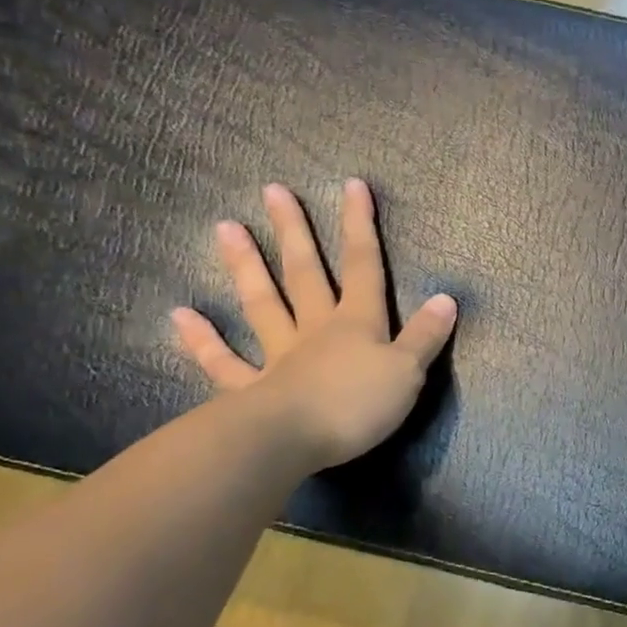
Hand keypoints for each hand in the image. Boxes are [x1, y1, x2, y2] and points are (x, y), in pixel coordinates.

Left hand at [172, 180, 457, 468]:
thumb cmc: (357, 405)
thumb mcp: (408, 372)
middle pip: (306, 273)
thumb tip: (446, 298)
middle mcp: (315, 330)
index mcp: (357, 323)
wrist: (292, 441)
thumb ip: (426, 336)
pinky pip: (224, 362)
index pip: (364, 267)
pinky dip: (202, 341)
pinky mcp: (249, 389)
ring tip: (225, 227)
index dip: (360, 226)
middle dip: (295, 232)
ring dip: (246, 267)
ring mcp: (278, 356)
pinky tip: (180, 316)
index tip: (352, 185)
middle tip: (273, 191)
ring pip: (263, 304)